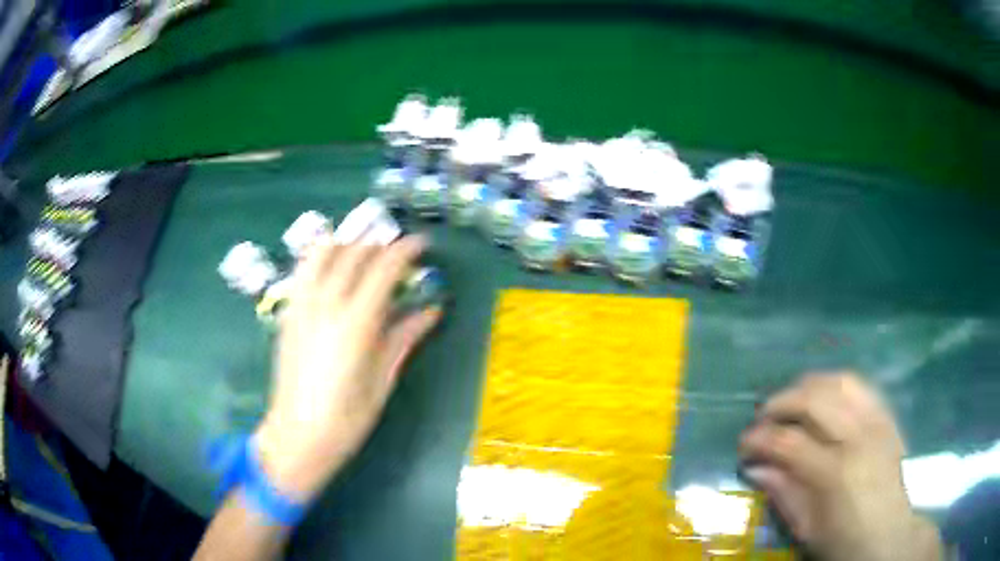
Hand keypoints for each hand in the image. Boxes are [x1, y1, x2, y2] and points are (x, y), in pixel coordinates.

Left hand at [254, 236, 440, 502]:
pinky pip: (303, 269)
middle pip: (354, 253)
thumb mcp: (383, 379)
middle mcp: (326, 304)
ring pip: (323, 252)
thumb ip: (404, 337)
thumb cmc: (347, 417)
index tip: (421, 244)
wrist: (297, 434)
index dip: (405, 250)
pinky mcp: (288, 312)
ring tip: (364, 253)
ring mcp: (302, 305)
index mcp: (355, 323)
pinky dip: (321, 256)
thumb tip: (431, 310)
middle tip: (397, 251)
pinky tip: (333, 266)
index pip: (384, 268)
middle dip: (379, 243)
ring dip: (347, 244)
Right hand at [740, 373, 942, 560]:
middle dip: (780, 403)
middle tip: (762, 418)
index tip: (743, 445)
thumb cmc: (843, 540)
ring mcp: (877, 420)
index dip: (759, 439)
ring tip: (790, 402)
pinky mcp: (886, 415)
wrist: (888, 535)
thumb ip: (783, 492)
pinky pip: (859, 386)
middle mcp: (858, 436)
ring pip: (838, 380)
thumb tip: (755, 467)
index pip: (789, 441)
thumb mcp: (807, 528)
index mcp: (835, 472)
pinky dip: (834, 385)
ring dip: (807, 386)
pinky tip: (822, 399)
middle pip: (814, 398)